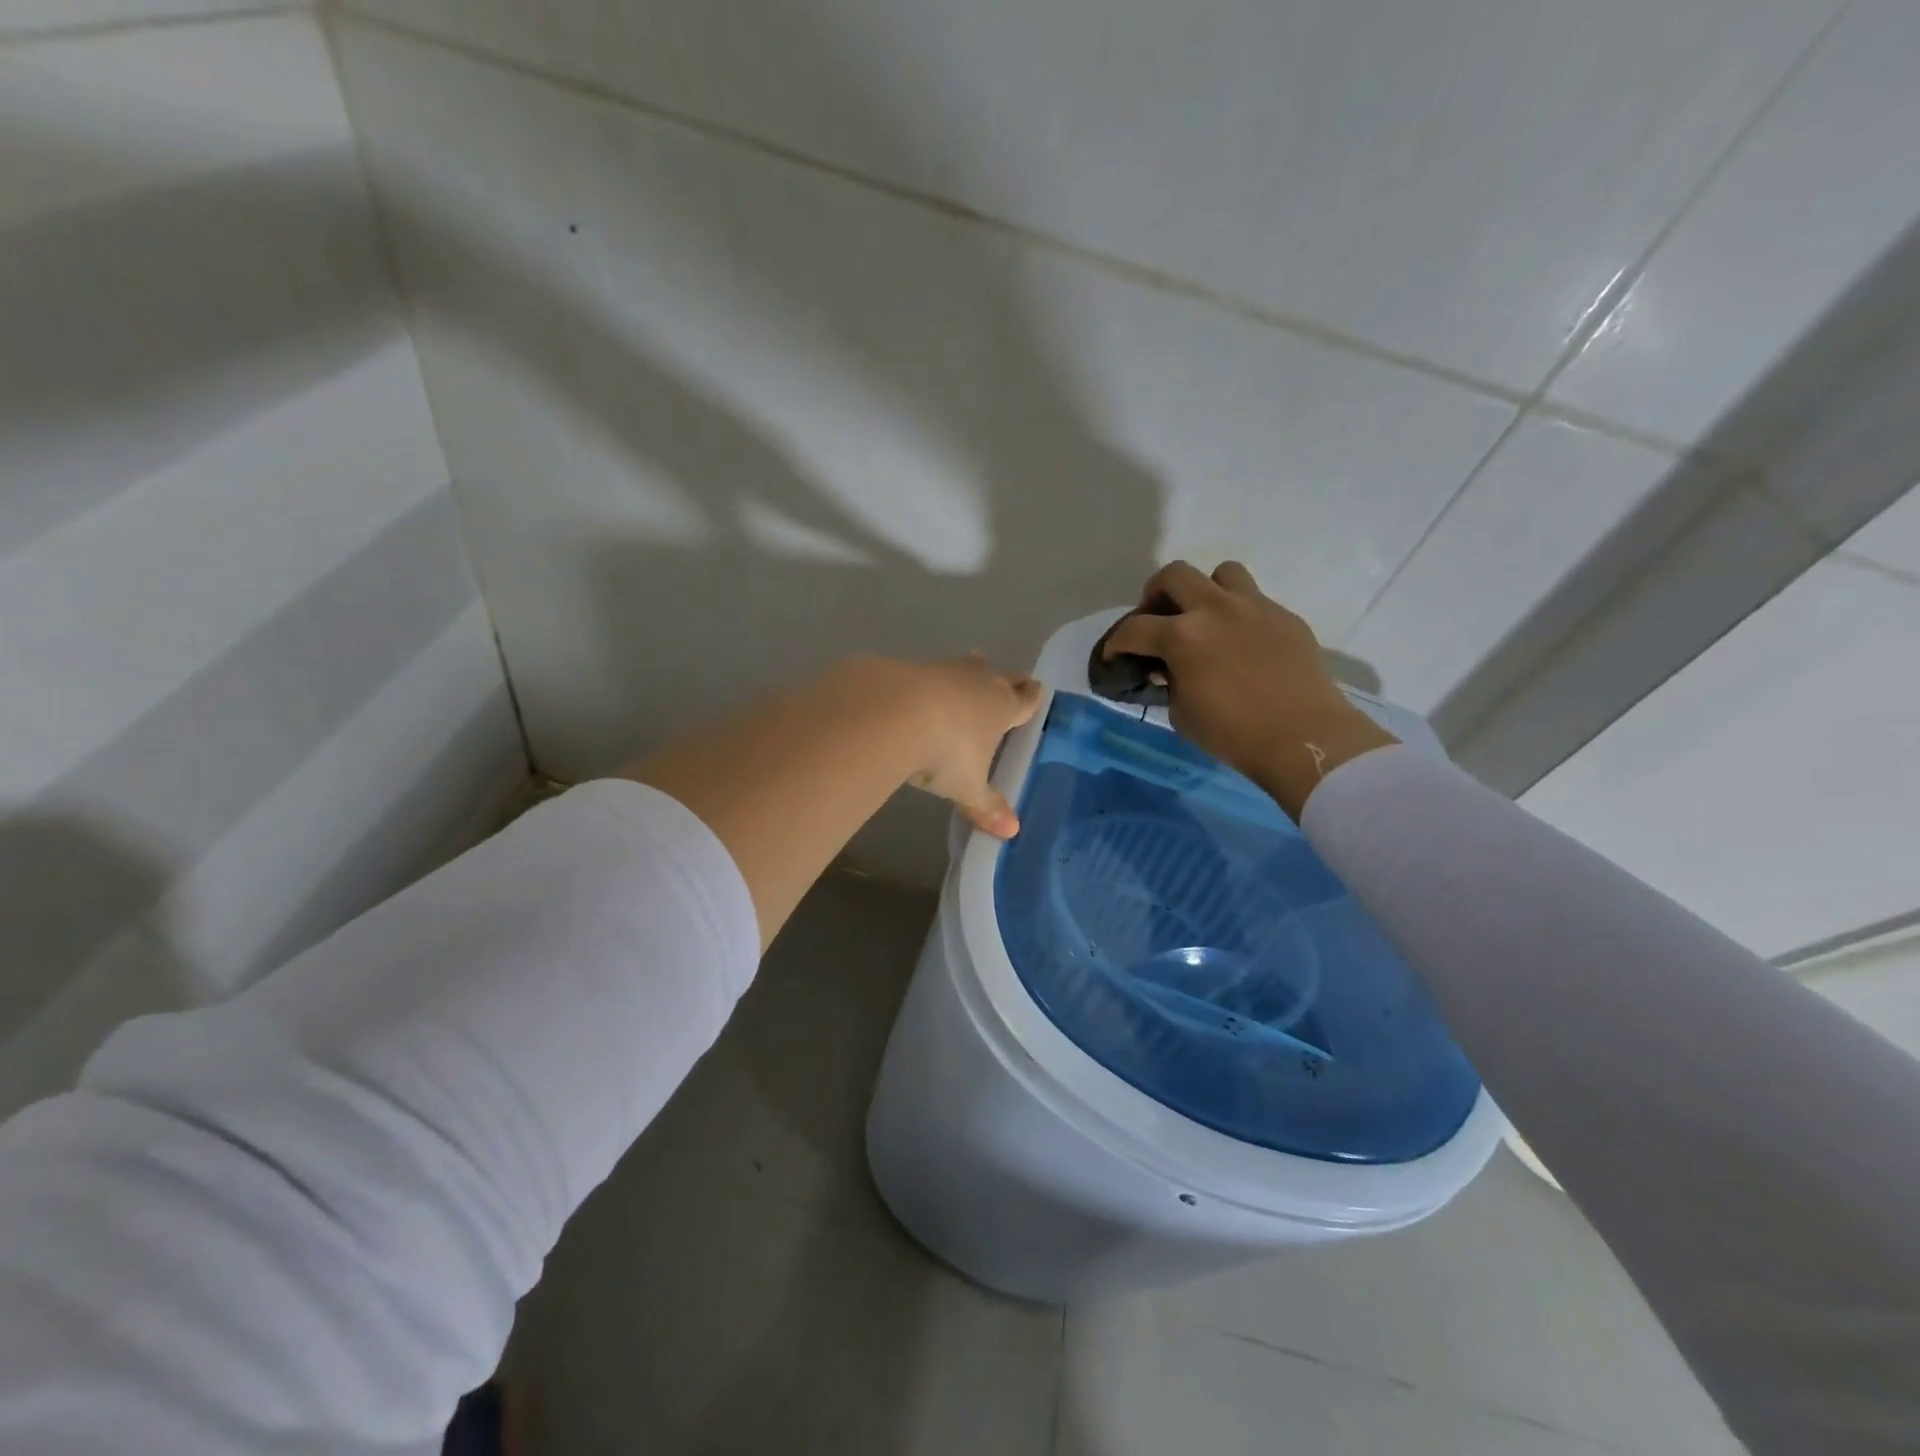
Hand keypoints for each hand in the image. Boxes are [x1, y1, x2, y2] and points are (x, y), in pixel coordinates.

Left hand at [892, 654, 1043, 838]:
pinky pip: (926, 672)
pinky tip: (918, 690)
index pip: (1024, 701)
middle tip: (1011, 682)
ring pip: (965, 665)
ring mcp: (943, 670)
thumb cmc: (945, 752)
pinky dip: (927, 680)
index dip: (1032, 698)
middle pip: (1000, 677)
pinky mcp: (908, 667)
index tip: (1037, 689)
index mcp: (1001, 708)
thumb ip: (987, 806)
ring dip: (968, 671)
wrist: (892, 714)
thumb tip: (1011, 831)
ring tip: (969, 671)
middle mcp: (978, 682)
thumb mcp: (967, 786)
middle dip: (1007, 681)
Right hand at [1102, 562, 1396, 817]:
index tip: (1114, 655)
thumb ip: (1169, 682)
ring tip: (1205, 618)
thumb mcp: (1182, 714)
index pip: (1134, 628)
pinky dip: (1239, 614)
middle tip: (1157, 618)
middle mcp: (1216, 609)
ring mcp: (1255, 608)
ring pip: (1223, 573)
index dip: (1116, 643)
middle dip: (1156, 594)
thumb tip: (1167, 668)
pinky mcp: (1285, 617)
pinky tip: (1241, 643)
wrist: (1304, 737)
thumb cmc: (1233, 733)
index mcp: (1183, 636)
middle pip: (1175, 575)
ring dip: (1206, 591)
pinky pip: (1255, 601)